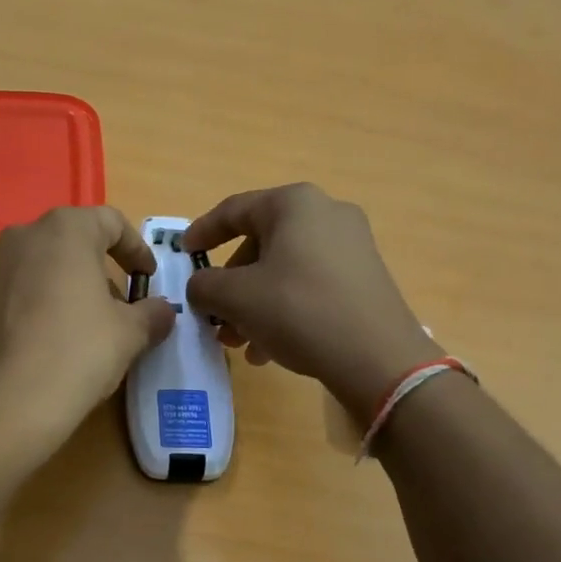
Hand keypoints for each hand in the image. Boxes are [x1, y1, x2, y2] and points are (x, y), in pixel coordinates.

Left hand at [0, 206, 174, 464]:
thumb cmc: (77, 353)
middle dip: (104, 270)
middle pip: (76, 241)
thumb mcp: (129, 334)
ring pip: (48, 265)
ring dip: (75, 286)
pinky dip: (48, 302)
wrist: (3, 406)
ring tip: (94, 327)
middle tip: (124, 306)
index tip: (149, 279)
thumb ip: (152, 314)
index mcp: (65, 229)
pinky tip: (60, 340)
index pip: (111, 222)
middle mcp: (24, 236)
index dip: (137, 249)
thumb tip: (162, 311)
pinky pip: (25, 288)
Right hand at [183, 183, 438, 423]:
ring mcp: (351, 246)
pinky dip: (283, 309)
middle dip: (231, 284)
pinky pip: (309, 285)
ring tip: (238, 343)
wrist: (377, 357)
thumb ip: (205, 286)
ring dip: (253, 304)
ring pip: (284, 270)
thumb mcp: (237, 298)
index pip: (233, 210)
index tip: (182, 253)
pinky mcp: (364, 277)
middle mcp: (326, 214)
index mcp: (294, 204)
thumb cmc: (298, 311)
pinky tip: (269, 349)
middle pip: (260, 243)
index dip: (202, 232)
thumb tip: (201, 288)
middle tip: (213, 315)